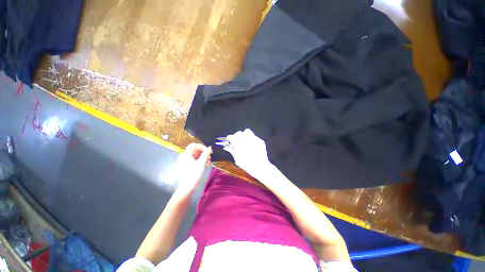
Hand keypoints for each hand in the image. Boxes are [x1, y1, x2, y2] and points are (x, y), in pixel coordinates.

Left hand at [175, 143, 211, 194]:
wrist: (188, 188)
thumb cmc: (194, 174)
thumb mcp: (201, 163)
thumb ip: (206, 154)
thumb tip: (210, 148)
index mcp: (186, 154)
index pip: (194, 145)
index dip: (202, 147)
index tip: (209, 151)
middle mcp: (185, 156)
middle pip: (195, 150)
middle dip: (203, 152)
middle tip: (210, 157)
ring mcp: (186, 161)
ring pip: (196, 155)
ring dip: (203, 156)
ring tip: (209, 161)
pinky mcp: (188, 165)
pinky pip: (195, 159)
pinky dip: (201, 160)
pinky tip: (206, 164)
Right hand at [223, 129, 272, 178]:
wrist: (262, 168)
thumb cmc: (249, 167)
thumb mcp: (238, 161)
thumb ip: (232, 152)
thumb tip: (226, 146)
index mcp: (242, 151)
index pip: (233, 139)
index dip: (230, 137)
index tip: (229, 139)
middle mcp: (249, 144)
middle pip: (240, 133)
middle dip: (236, 135)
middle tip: (236, 140)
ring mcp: (256, 142)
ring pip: (247, 131)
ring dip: (243, 135)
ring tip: (243, 141)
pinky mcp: (261, 141)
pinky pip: (253, 135)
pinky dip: (250, 138)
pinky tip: (250, 144)